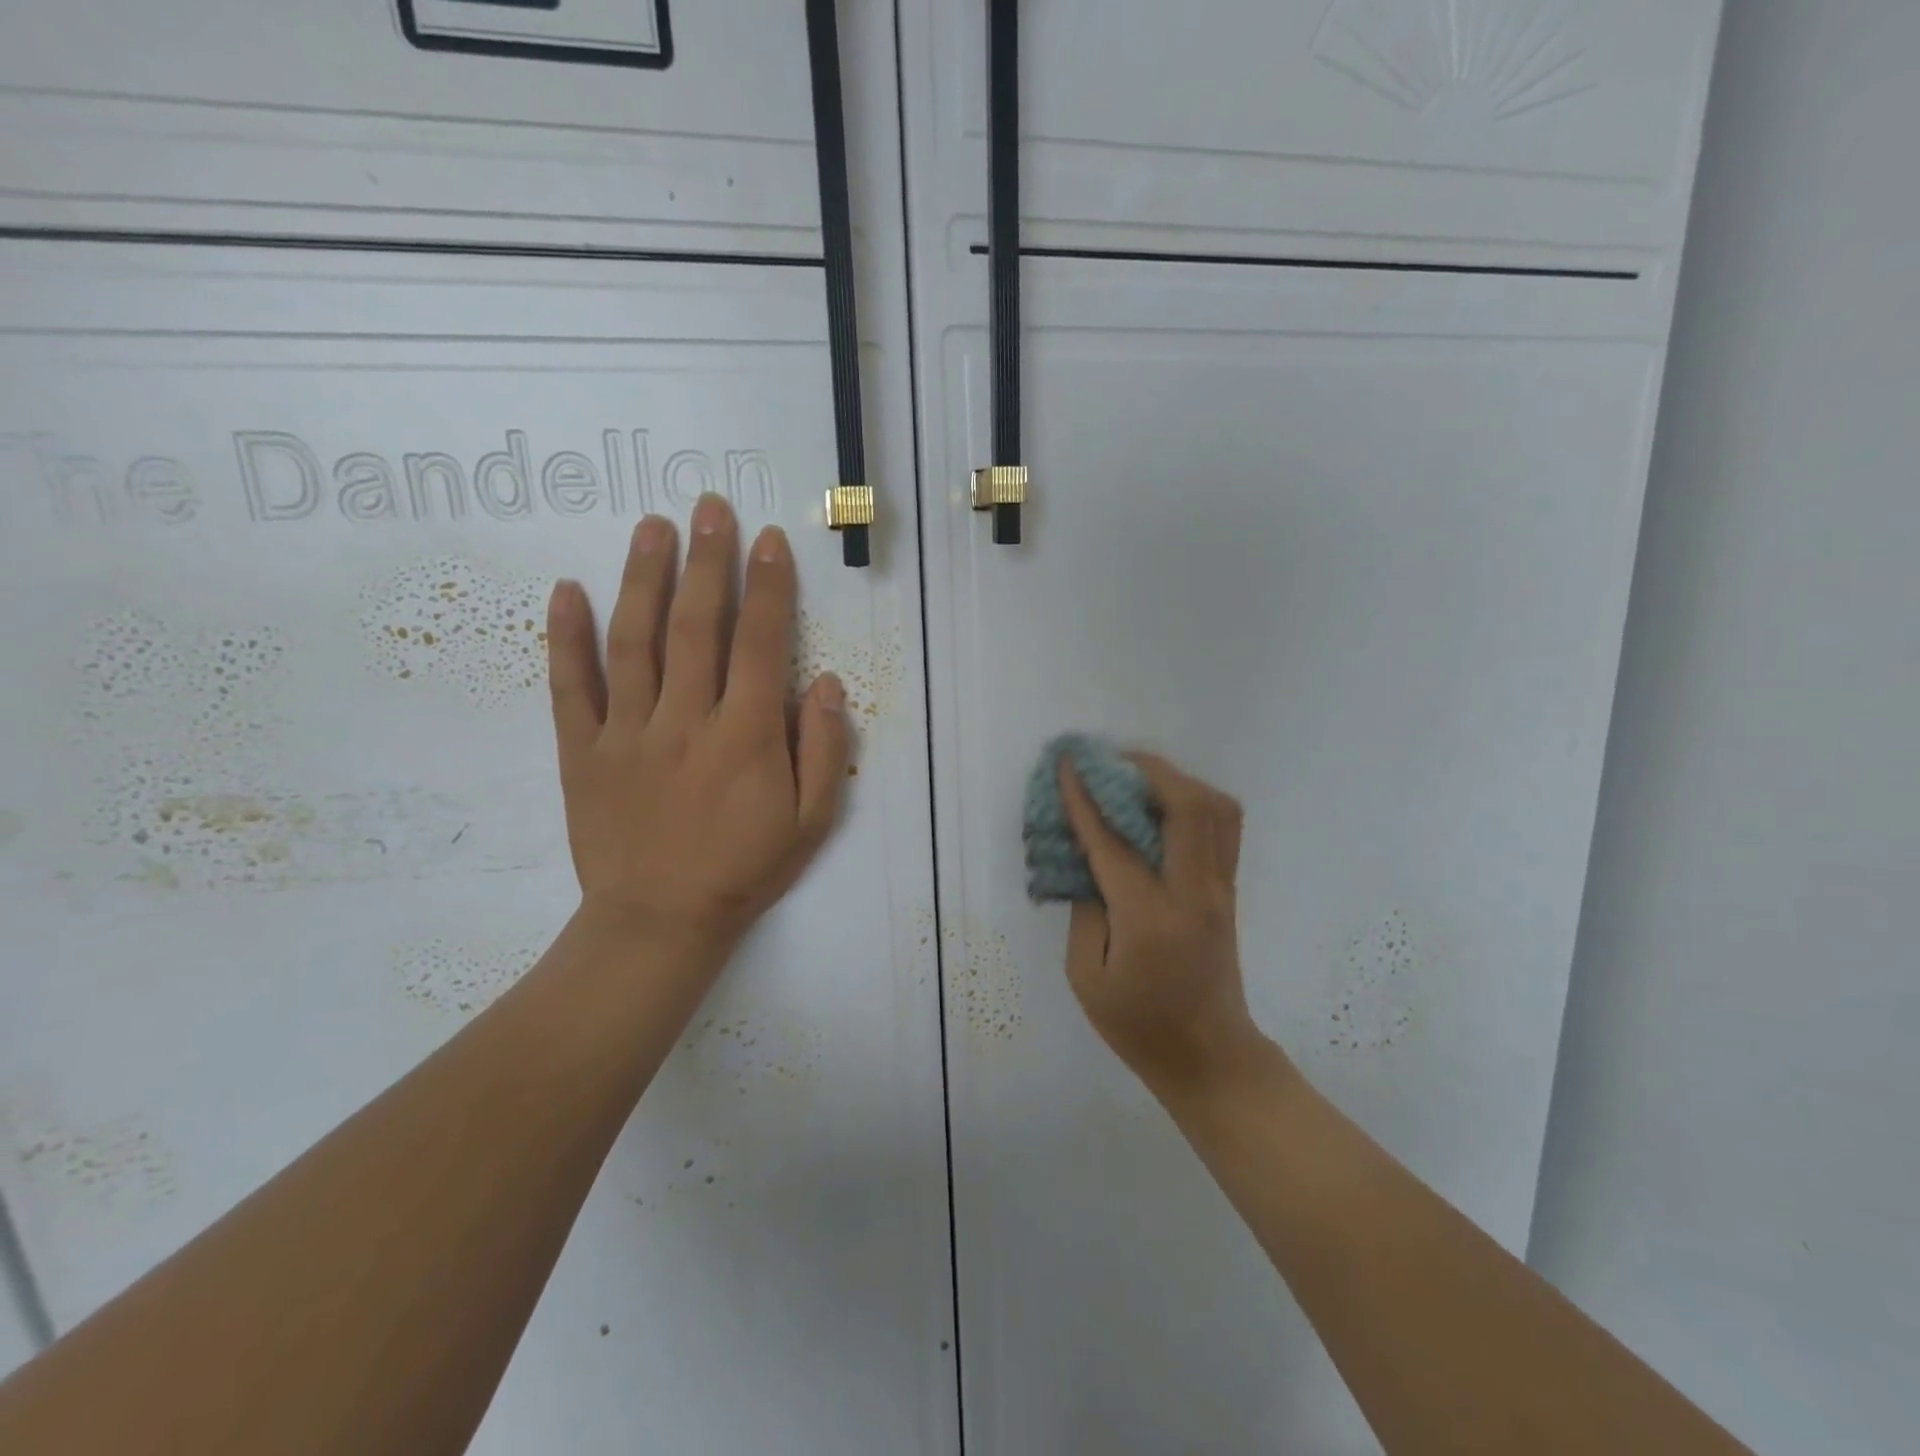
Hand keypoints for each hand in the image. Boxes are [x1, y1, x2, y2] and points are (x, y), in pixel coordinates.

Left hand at [545, 493, 850, 972]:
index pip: (760, 644)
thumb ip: (825, 750)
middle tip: (710, 508)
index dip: (768, 588)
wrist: (661, 921)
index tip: (769, 542)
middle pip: (697, 626)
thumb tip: (827, 683)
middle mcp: (687, 720)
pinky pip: (570, 687)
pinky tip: (568, 590)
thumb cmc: (745, 869)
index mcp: (746, 736)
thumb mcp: (811, 821)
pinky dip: (566, 637)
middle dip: (708, 561)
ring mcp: (627, 732)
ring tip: (653, 527)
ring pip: (634, 641)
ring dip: (644, 578)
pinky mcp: (582, 751)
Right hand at [1058, 753, 1262, 1095]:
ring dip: (1176, 780)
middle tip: (1110, 760)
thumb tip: (1087, 862)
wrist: (1211, 1058)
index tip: (1068, 765)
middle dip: (1147, 770)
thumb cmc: (1139, 1026)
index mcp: (1150, 918)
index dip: (1086, 799)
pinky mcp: (1228, 891)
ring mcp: (1220, 890)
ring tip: (1137, 775)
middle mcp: (1194, 894)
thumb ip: (1084, 911)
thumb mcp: (1087, 977)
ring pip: (1216, 809)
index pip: (1114, 842)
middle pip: (1187, 806)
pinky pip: (1222, 828)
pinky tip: (1163, 805)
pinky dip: (1194, 801)